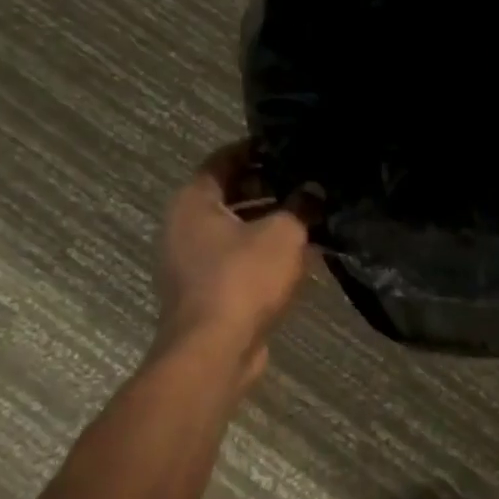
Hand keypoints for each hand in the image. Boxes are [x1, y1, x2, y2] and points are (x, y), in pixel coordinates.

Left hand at [152, 142, 316, 387]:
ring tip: (310, 214)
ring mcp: (190, 262)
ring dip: (268, 221)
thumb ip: (301, 205)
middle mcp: (184, 226)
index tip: (288, 146)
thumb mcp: (283, 233)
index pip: (224, 159)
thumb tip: (314, 190)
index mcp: (194, 201)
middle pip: (229, 194)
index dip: (256, 149)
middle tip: (306, 180)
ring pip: (234, 229)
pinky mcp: (204, 291)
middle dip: (268, 186)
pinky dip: (262, 251)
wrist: (214, 352)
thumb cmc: (243, 279)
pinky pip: (236, 258)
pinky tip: (298, 253)